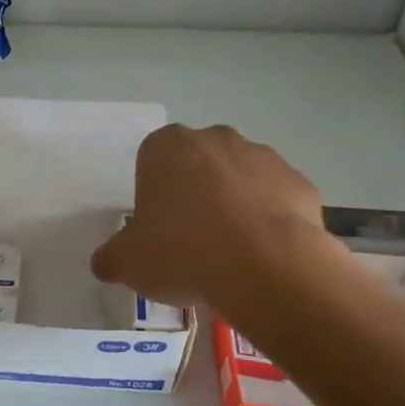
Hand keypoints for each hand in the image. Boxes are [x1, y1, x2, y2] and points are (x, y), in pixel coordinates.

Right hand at [91, 124, 328, 316]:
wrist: (266, 266)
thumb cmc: (183, 252)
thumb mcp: (128, 262)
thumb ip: (111, 257)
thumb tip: (104, 261)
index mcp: (166, 147)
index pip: (151, 161)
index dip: (153, 196)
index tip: (158, 230)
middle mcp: (215, 139)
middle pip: (198, 165)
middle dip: (195, 194)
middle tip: (191, 242)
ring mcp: (263, 157)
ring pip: (239, 179)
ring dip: (234, 205)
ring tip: (231, 254)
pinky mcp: (300, 183)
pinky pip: (276, 200)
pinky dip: (269, 221)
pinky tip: (263, 255)